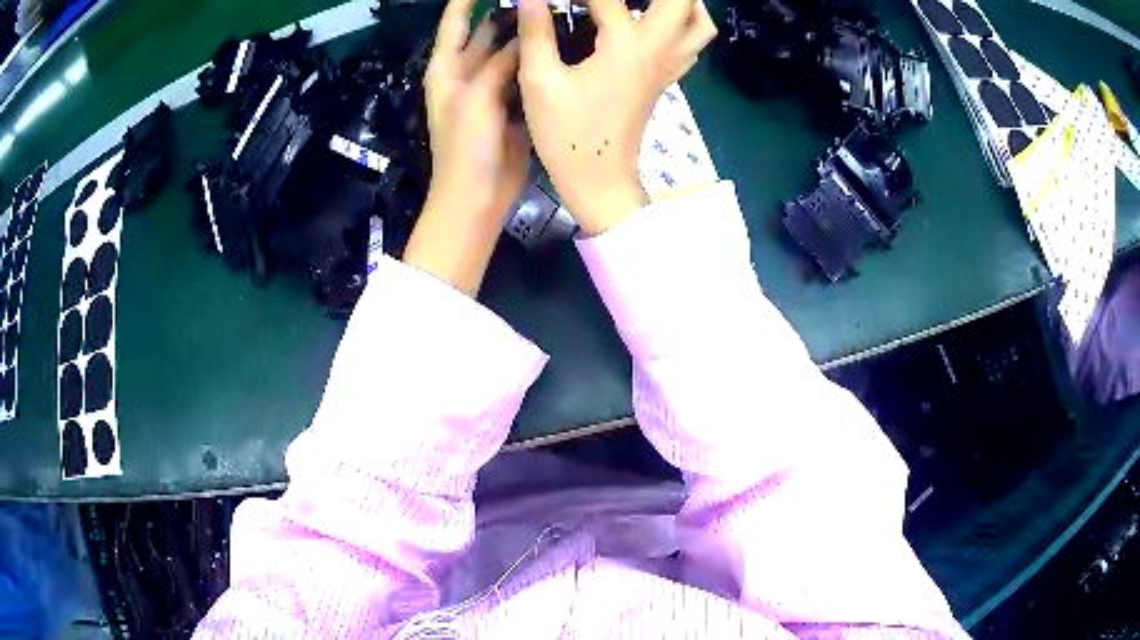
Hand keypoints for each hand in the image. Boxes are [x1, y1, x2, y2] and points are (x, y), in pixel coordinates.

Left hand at [404, 0, 529, 295]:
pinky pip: (528, 74)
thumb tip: (527, 32)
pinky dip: (540, 61)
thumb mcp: (476, 97)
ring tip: (557, 14)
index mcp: (447, 67)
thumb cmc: (466, 146)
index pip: (456, 21)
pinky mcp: (515, 103)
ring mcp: (493, 87)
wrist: (478, 196)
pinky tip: (563, 46)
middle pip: (488, 31)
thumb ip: (500, 61)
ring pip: (512, 52)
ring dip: (529, 36)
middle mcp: (468, 72)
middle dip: (509, 13)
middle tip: (540, 0)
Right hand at [517, 0, 715, 234]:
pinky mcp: (667, 79)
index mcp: (626, 45)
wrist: (600, 180)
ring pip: (700, 22)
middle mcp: (658, 48)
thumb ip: (536, 32)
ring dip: (684, 2)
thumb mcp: (540, 81)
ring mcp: (669, 65)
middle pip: (681, 1)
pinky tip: (655, 21)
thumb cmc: (567, 134)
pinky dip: (684, 24)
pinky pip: (693, 44)